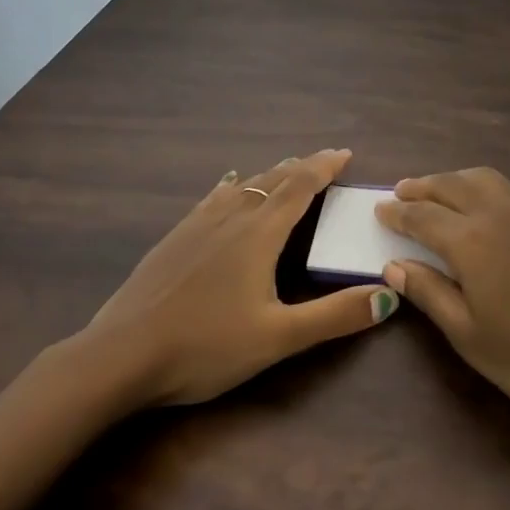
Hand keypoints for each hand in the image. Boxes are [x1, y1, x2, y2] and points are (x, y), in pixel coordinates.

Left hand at [79, 149, 398, 406]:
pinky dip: (233, 185)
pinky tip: (228, 184)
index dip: (324, 167)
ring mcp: (197, 225)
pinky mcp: (174, 238)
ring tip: (286, 168)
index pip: (300, 187)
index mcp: (259, 234)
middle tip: (325, 160)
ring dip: (271, 174)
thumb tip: (389, 294)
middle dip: (302, 167)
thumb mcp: (278, 338)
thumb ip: (335, 316)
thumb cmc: (205, 346)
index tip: (345, 153)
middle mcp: (231, 218)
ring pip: (243, 186)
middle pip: (273, 180)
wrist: (120, 356)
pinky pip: (213, 197)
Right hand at [374, 168, 509, 428]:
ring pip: (482, 177)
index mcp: (470, 240)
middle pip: (450, 185)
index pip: (422, 216)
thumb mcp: (470, 336)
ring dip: (453, 179)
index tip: (379, 210)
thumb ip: (430, 293)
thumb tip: (393, 264)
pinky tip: (487, 204)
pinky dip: (486, 186)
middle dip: (421, 187)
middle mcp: (497, 212)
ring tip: (436, 191)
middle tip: (400, 193)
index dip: (398, 213)